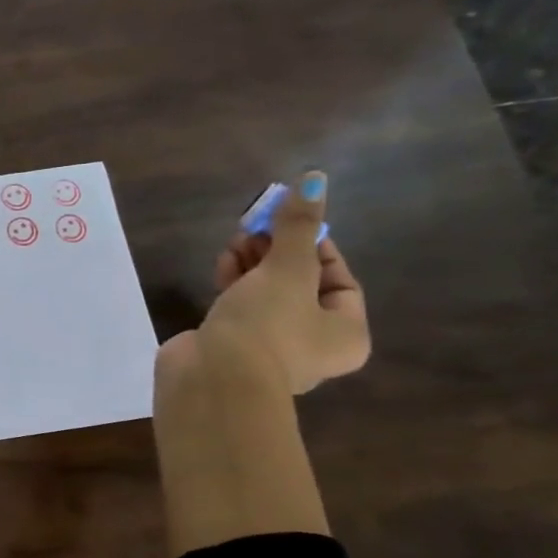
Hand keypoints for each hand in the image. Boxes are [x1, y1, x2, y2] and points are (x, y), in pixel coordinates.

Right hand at [158, 170, 369, 395]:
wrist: (211, 379)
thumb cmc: (266, 327)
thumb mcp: (288, 271)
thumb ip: (297, 227)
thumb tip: (314, 178)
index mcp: (345, 333)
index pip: (338, 278)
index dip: (314, 244)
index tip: (289, 221)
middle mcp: (312, 344)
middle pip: (299, 285)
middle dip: (277, 252)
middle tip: (256, 226)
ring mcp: (267, 348)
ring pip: (266, 295)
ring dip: (252, 264)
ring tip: (236, 240)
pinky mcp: (230, 346)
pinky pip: (238, 308)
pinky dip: (232, 284)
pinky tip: (222, 264)